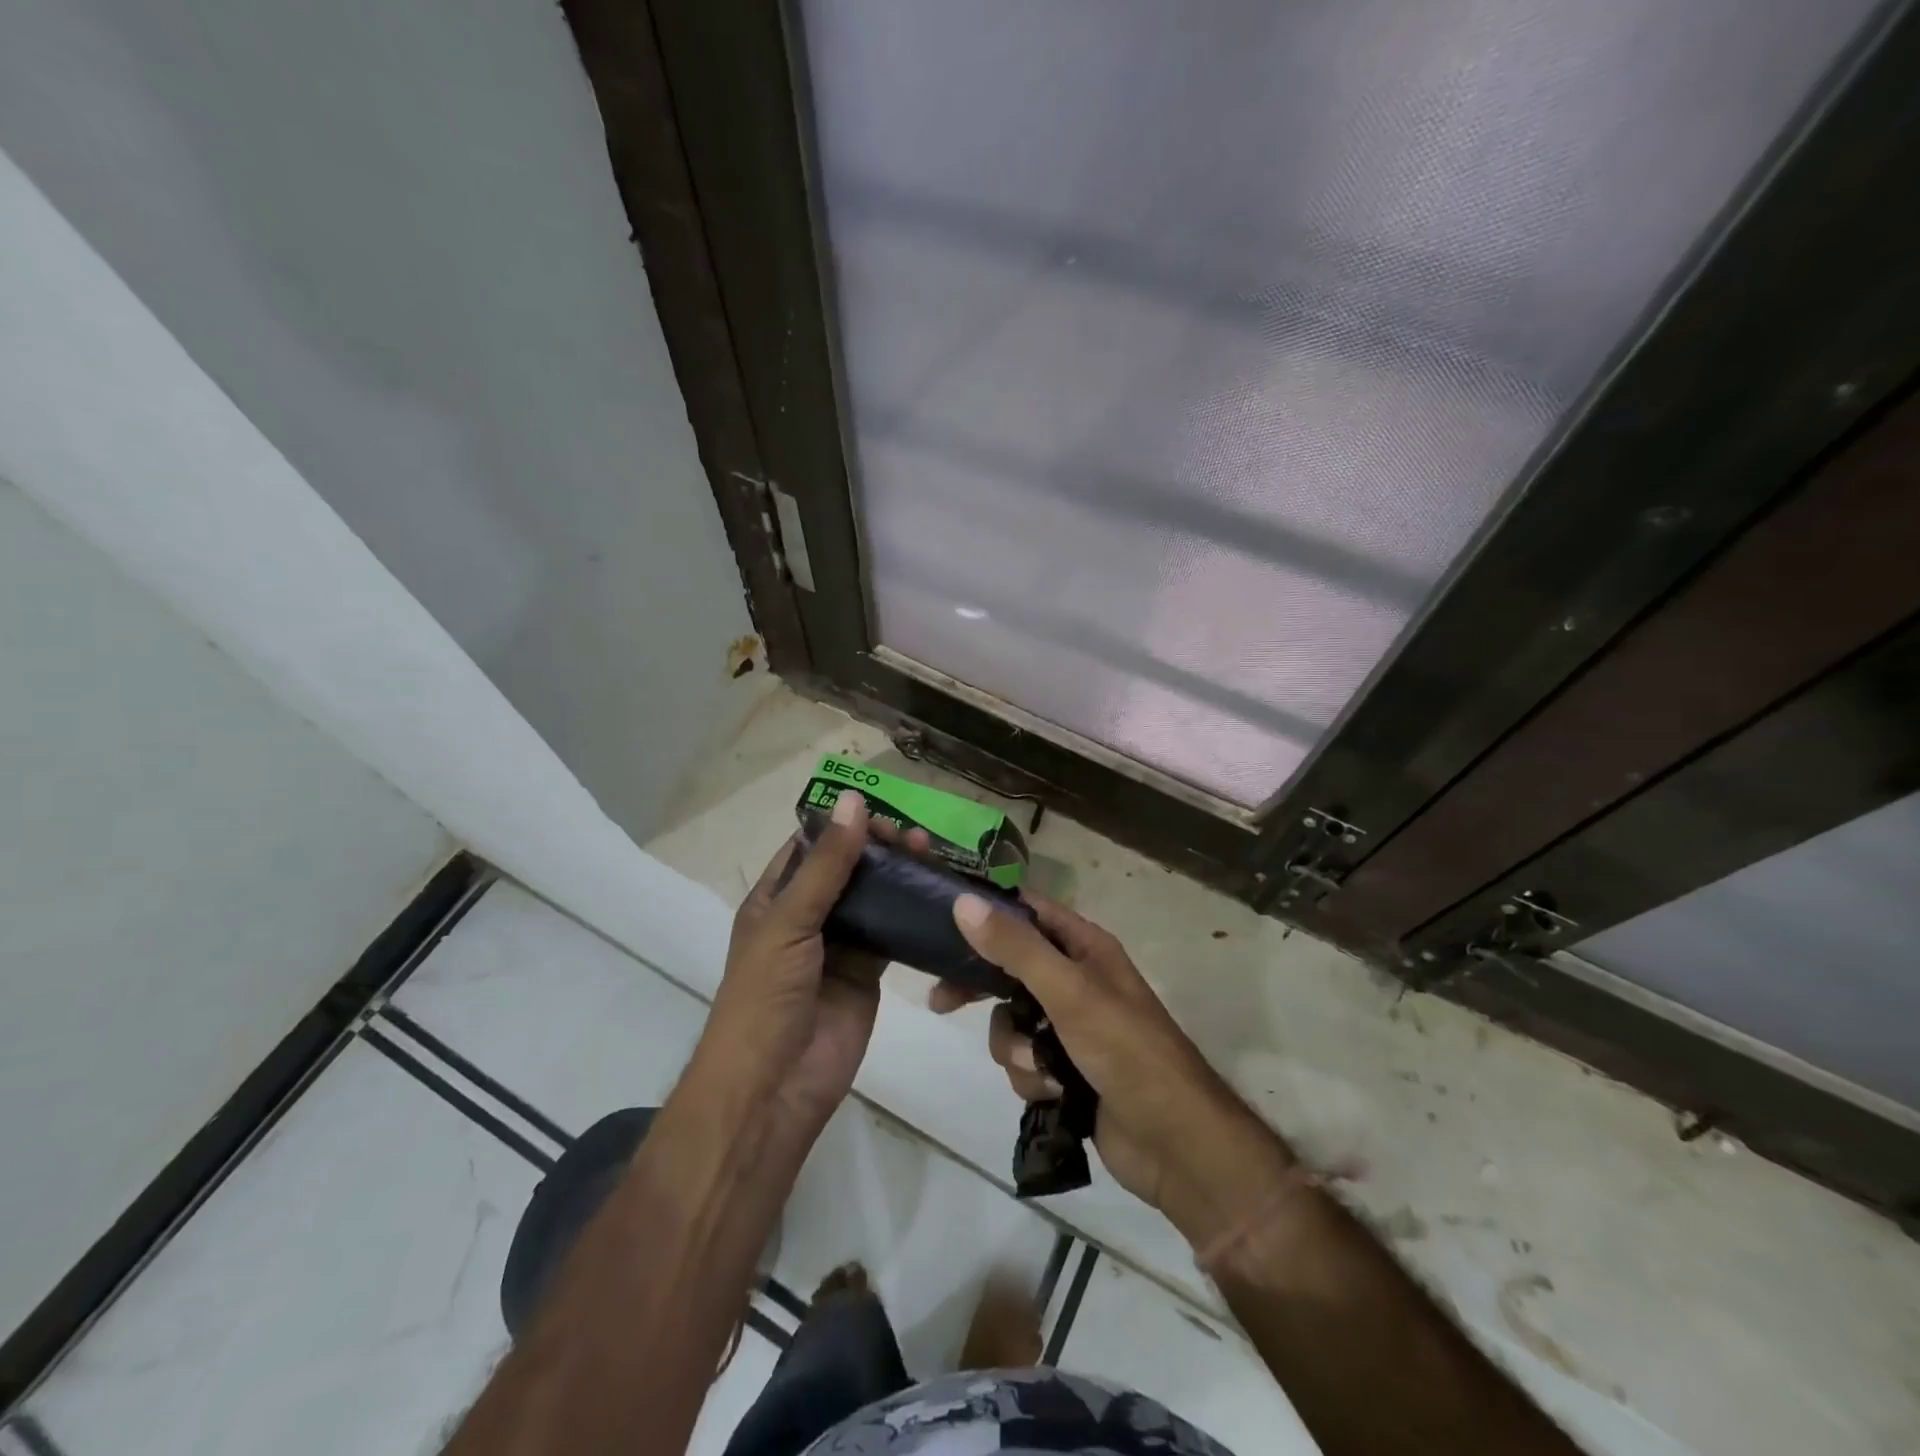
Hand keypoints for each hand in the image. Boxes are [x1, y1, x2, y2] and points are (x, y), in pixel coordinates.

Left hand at [700, 792, 920, 1137]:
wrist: (774, 1088)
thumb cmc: (765, 996)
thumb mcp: (789, 921)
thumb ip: (827, 865)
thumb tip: (853, 801)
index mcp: (775, 900)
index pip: (811, 848)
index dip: (842, 826)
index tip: (882, 811)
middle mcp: (807, 918)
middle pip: (847, 870)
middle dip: (878, 849)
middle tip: (917, 837)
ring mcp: (839, 946)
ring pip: (874, 899)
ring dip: (900, 877)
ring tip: (933, 855)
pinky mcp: (868, 972)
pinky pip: (893, 934)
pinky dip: (914, 915)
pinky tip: (940, 896)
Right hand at [946, 893, 1295, 1243]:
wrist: (1174, 1143)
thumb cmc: (1126, 1050)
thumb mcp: (1069, 992)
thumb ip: (1016, 948)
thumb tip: (963, 902)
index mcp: (1084, 947)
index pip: (1026, 912)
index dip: (986, 913)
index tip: (941, 921)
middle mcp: (1074, 980)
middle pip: (1009, 968)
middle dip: (982, 989)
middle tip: (942, 1001)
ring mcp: (1069, 1027)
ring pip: (1010, 1022)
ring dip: (1018, 1048)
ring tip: (1044, 1068)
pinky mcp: (1064, 1070)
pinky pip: (1023, 1061)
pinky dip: (1033, 1078)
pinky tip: (1056, 1093)